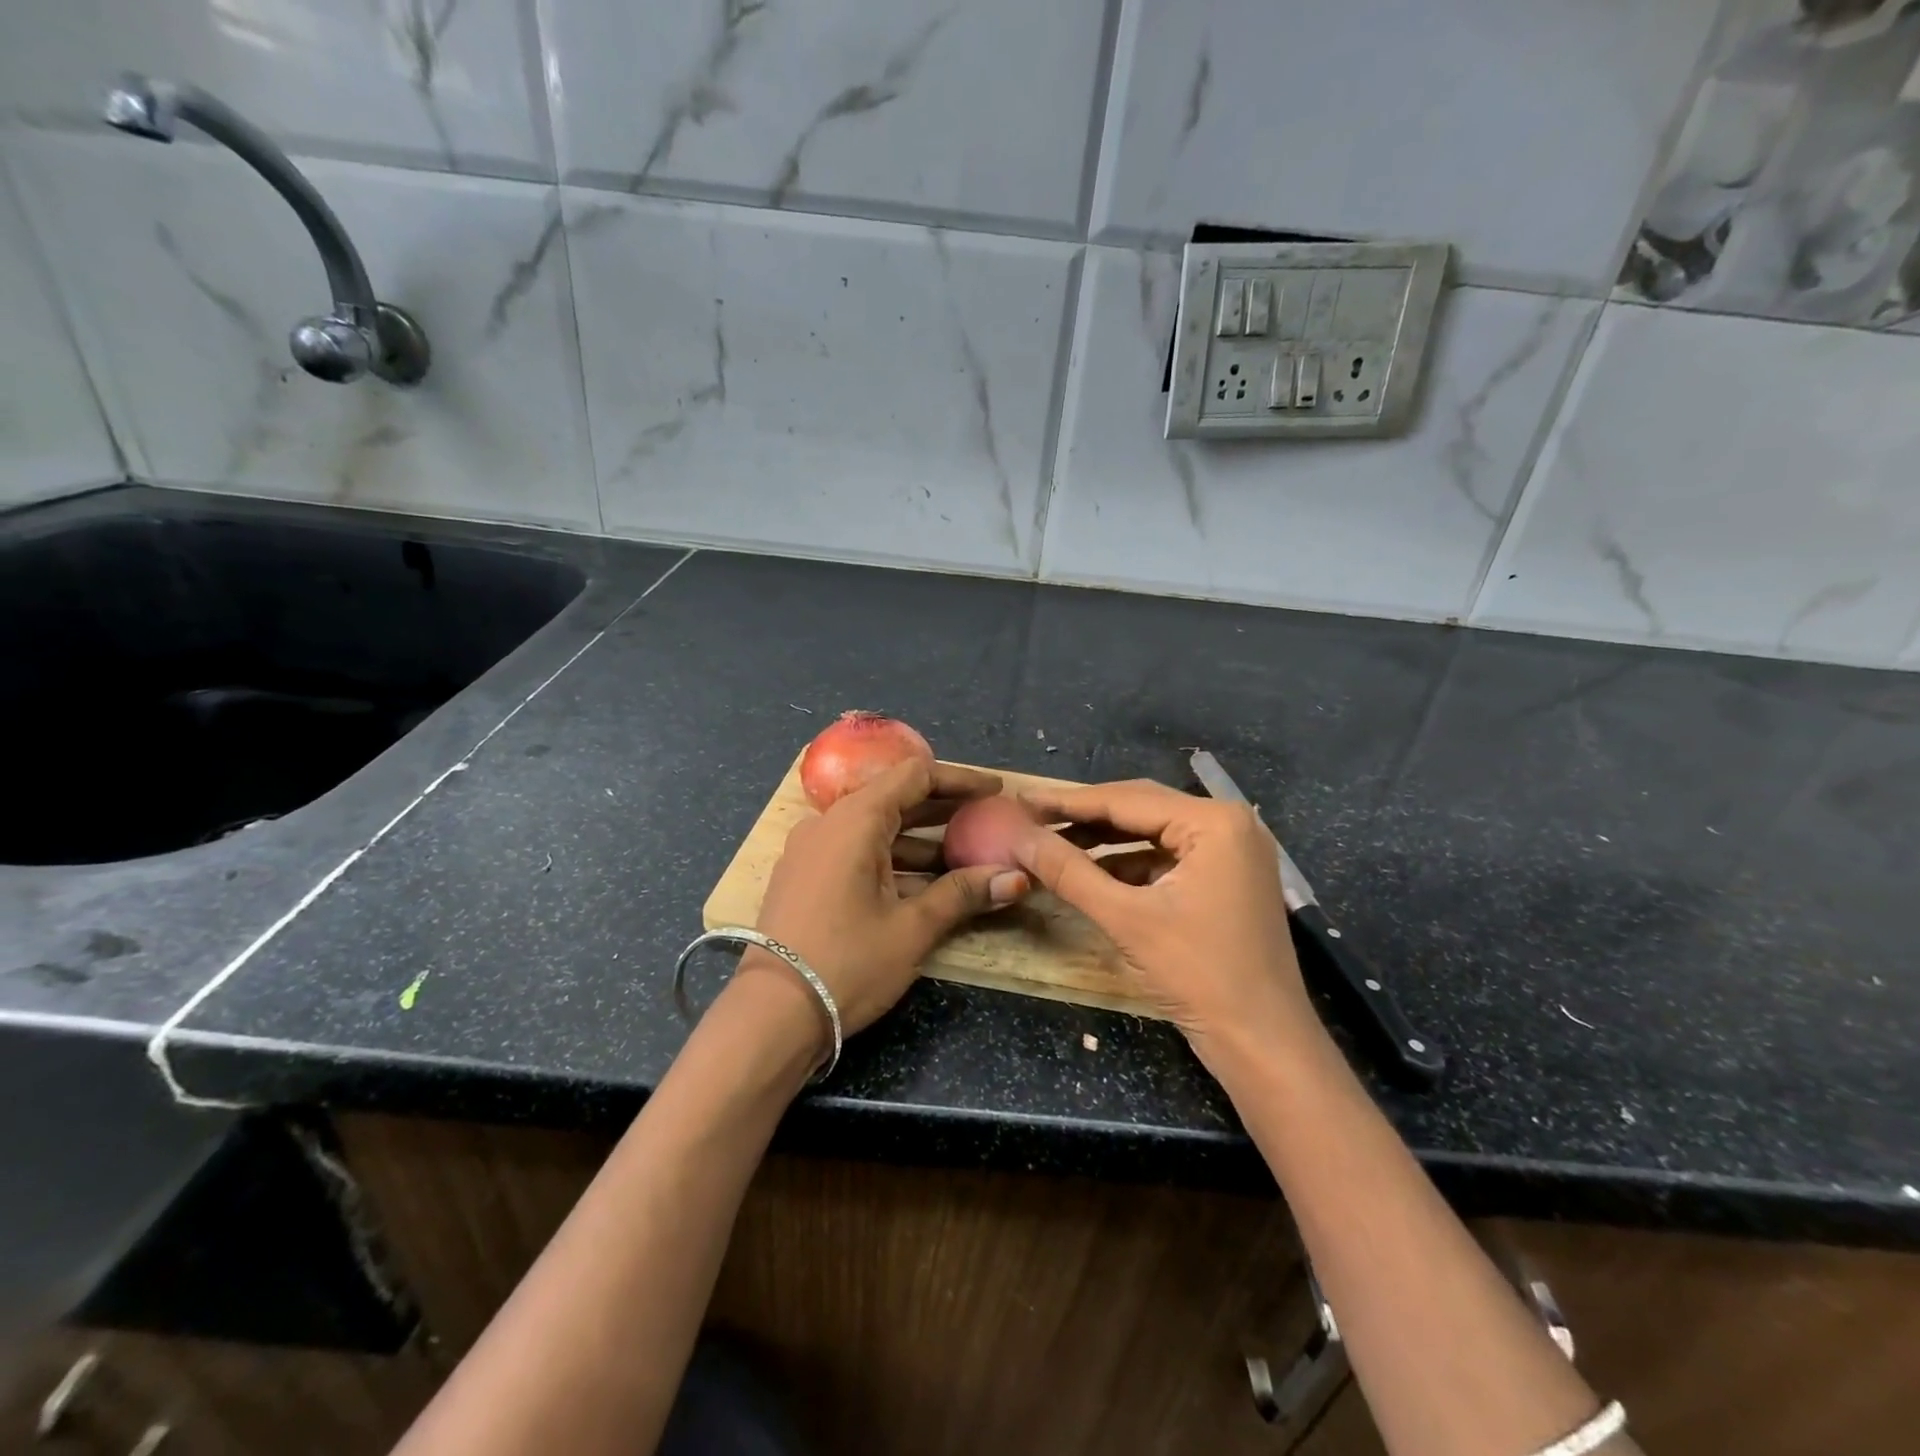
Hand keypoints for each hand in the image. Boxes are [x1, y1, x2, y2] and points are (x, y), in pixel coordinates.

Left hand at [750, 758, 1029, 1041]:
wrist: (772, 1015)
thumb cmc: (848, 963)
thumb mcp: (912, 928)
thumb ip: (963, 894)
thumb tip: (1018, 878)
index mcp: (855, 820)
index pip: (914, 776)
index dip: (960, 780)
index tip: (996, 792)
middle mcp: (829, 823)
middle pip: (894, 798)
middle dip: (943, 809)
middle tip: (987, 820)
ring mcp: (812, 850)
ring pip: (876, 829)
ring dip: (920, 839)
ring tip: (965, 857)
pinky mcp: (805, 876)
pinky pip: (856, 851)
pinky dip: (893, 859)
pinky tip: (924, 883)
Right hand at [1010, 779, 1318, 1065]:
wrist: (1264, 1045)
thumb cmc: (1199, 975)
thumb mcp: (1126, 919)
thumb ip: (1069, 872)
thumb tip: (1019, 837)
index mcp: (1214, 822)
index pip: (1126, 799)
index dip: (1068, 801)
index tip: (1022, 799)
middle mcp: (1228, 824)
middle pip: (1141, 808)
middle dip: (1085, 816)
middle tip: (1032, 818)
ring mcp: (1231, 852)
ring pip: (1152, 833)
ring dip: (1104, 841)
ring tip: (1053, 843)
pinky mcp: (1226, 879)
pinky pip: (1167, 858)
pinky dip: (1129, 864)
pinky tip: (1092, 873)